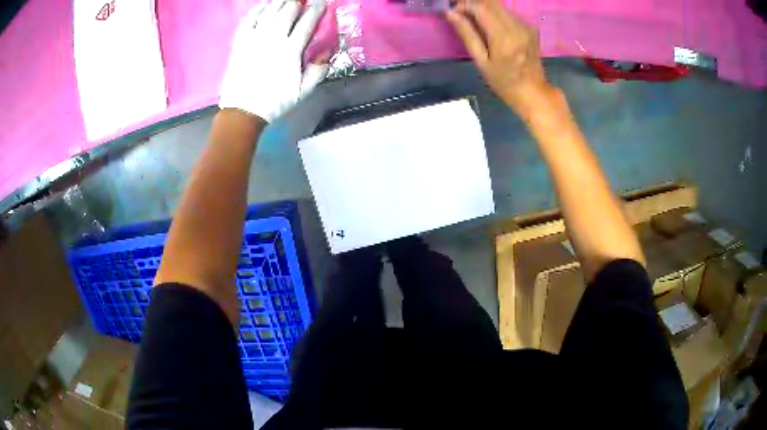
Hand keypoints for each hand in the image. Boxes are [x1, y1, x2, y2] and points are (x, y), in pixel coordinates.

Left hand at [219, 0, 328, 122]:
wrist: (242, 111)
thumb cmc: (274, 102)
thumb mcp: (303, 91)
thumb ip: (318, 71)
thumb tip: (327, 53)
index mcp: (291, 50)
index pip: (307, 22)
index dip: (317, 9)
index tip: (322, 2)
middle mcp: (273, 39)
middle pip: (288, 11)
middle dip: (298, 2)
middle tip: (302, 0)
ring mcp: (254, 39)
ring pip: (269, 11)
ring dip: (280, 2)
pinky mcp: (240, 42)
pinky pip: (249, 19)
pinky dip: (257, 10)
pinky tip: (264, 5)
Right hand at [446, 0, 552, 117]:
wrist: (533, 91)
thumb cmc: (503, 82)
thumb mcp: (481, 61)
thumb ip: (467, 34)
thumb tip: (450, 13)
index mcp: (503, 37)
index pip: (480, 7)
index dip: (464, 5)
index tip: (453, 11)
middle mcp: (516, 27)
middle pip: (491, 3)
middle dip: (473, 3)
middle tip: (460, 12)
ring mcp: (525, 26)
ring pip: (499, 6)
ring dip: (483, 8)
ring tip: (473, 19)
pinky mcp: (529, 27)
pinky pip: (508, 13)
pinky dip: (495, 14)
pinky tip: (490, 26)